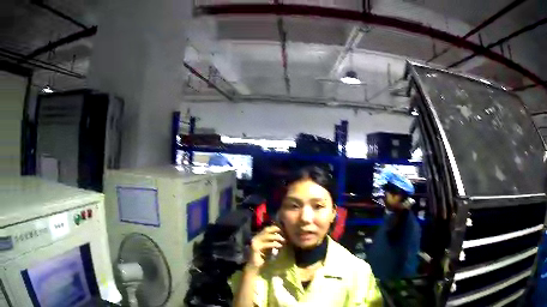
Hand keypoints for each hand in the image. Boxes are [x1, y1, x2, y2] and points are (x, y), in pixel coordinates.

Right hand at [247, 226, 285, 270]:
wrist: (255, 266)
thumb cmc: (263, 257)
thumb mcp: (270, 247)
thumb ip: (273, 241)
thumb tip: (282, 236)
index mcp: (258, 237)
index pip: (267, 228)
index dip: (275, 228)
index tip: (284, 230)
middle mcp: (255, 238)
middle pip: (266, 230)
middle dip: (276, 230)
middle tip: (284, 234)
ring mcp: (254, 242)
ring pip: (266, 236)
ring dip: (276, 237)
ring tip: (284, 240)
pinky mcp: (255, 248)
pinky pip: (266, 244)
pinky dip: (274, 244)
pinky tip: (280, 246)